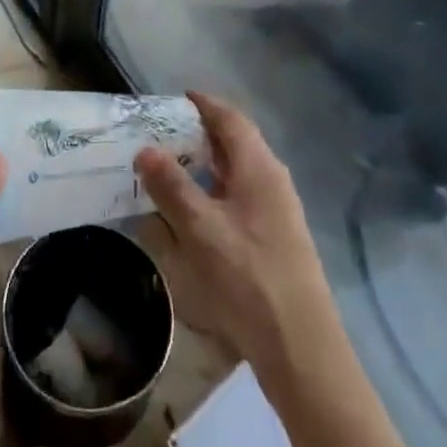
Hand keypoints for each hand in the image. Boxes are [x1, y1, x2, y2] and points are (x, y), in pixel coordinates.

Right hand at [135, 92, 338, 380]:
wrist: (301, 348)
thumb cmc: (249, 277)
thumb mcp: (200, 229)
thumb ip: (171, 186)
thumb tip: (145, 149)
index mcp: (259, 168)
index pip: (231, 119)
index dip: (204, 104)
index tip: (177, 97)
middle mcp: (273, 181)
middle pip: (237, 143)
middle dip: (202, 133)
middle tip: (164, 132)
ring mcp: (279, 212)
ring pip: (239, 172)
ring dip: (208, 164)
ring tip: (172, 168)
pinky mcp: (277, 239)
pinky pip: (242, 197)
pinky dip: (216, 190)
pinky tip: (196, 211)